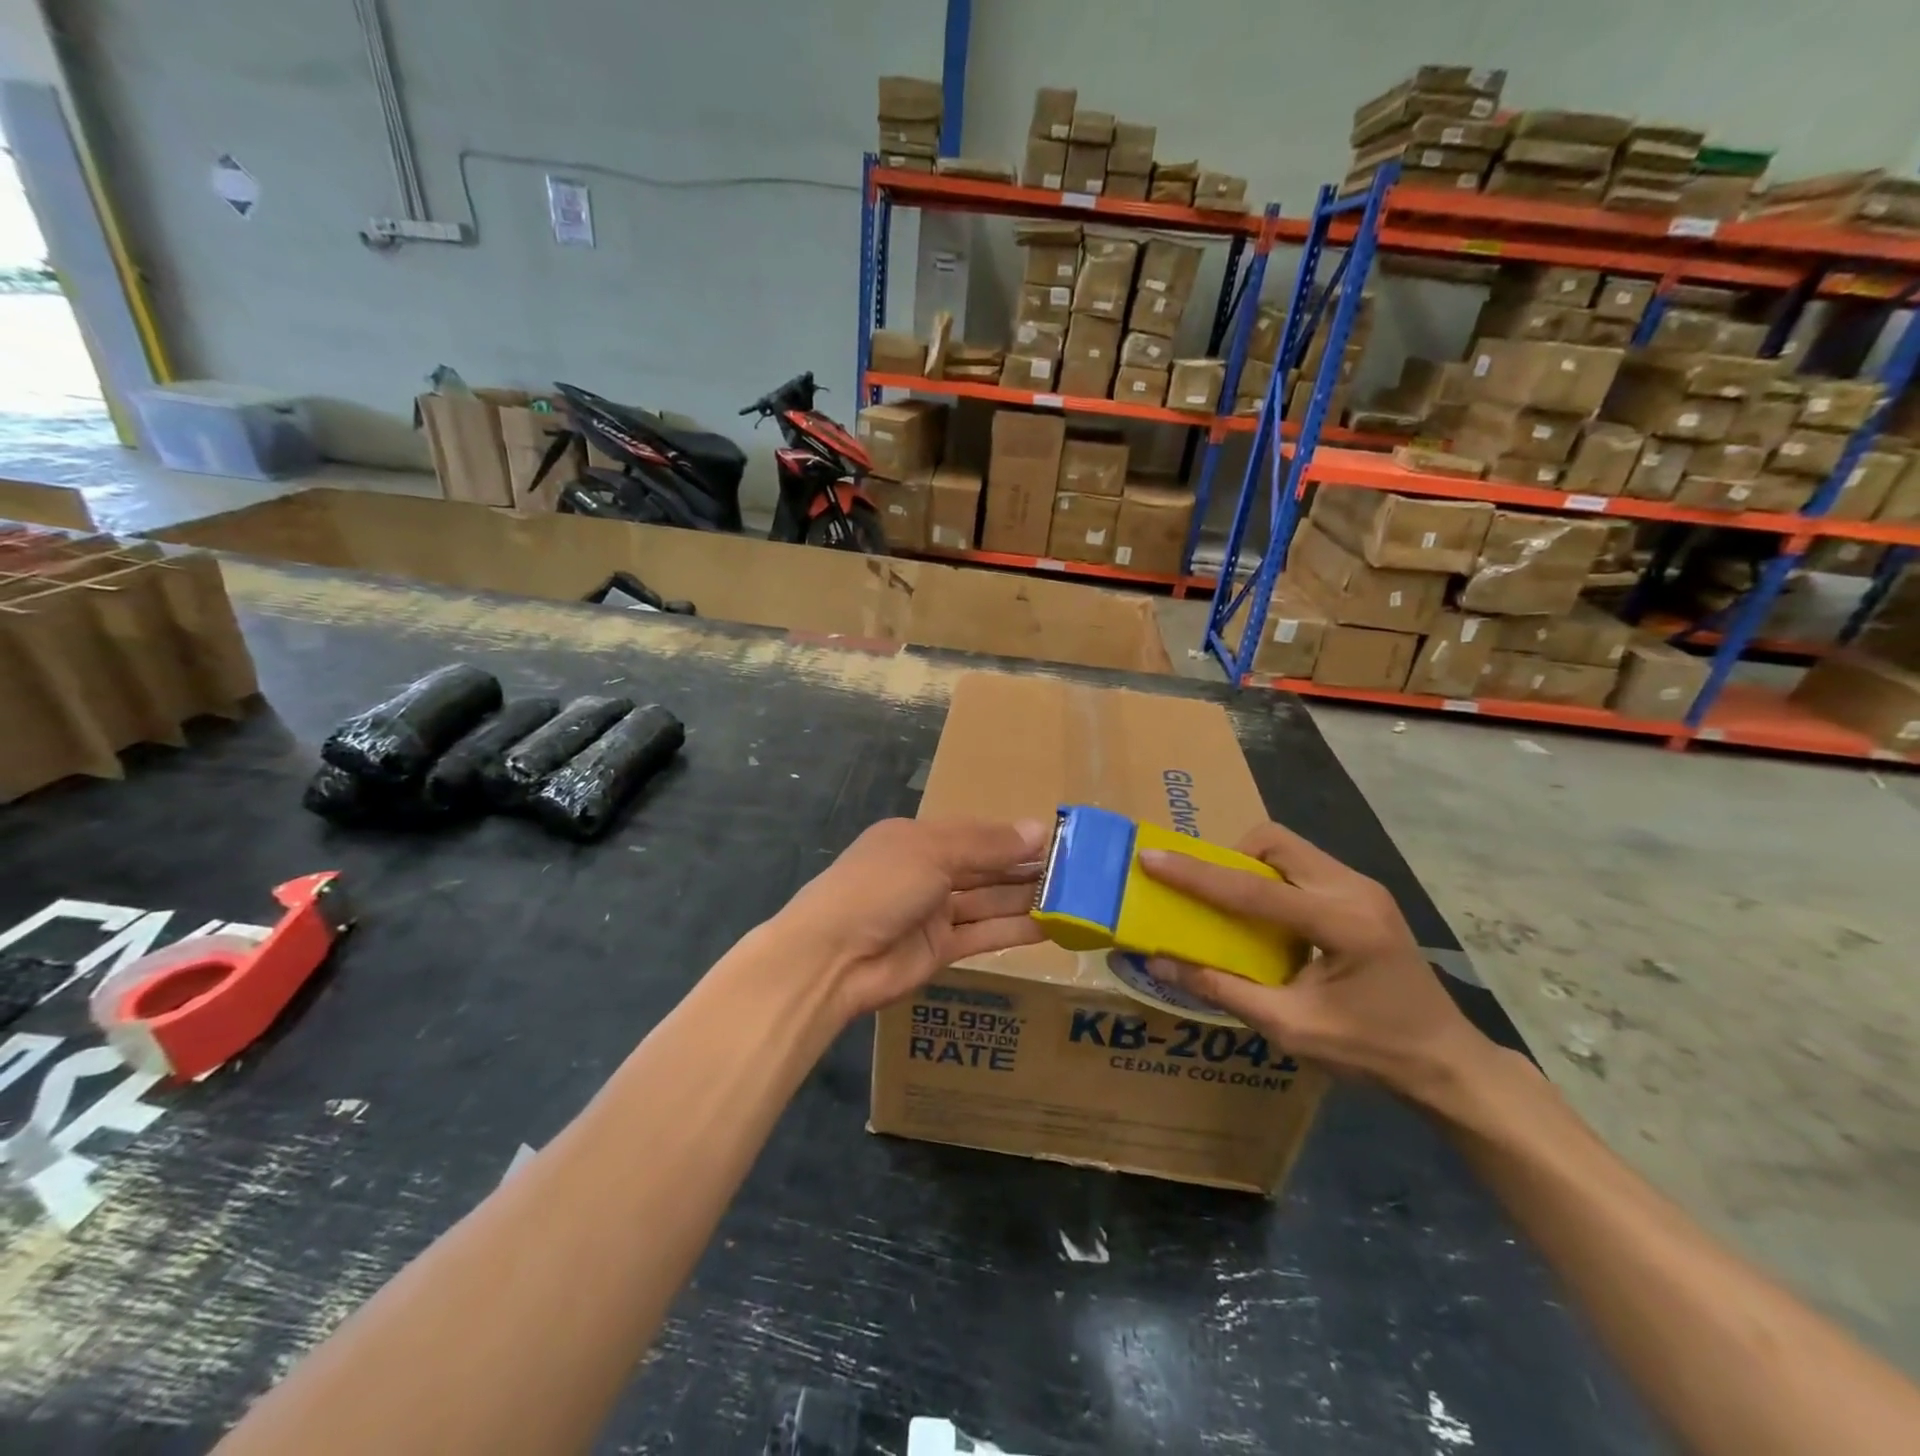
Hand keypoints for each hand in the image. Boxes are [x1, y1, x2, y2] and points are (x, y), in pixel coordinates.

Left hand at [774, 817, 1047, 1021]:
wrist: (833, 957)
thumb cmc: (880, 886)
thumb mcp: (933, 852)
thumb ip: (987, 845)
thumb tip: (1039, 830)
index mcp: (919, 838)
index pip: (976, 834)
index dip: (1013, 838)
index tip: (1057, 841)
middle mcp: (928, 872)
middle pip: (985, 868)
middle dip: (1025, 868)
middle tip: (1076, 872)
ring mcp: (934, 913)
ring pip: (989, 902)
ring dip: (1027, 899)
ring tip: (1074, 898)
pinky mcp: (941, 950)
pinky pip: (985, 934)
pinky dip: (1016, 930)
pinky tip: (1051, 927)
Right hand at [1137, 821, 1488, 1100]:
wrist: (1447, 1063)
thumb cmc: (1371, 1051)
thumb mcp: (1290, 1028)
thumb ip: (1222, 988)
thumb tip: (1159, 962)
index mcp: (1342, 924)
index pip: (1253, 890)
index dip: (1196, 875)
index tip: (1152, 858)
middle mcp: (1355, 890)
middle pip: (1275, 842)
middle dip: (1230, 858)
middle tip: (1207, 894)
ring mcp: (1364, 887)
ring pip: (1289, 848)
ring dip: (1251, 866)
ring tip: (1235, 907)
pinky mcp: (1365, 894)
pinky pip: (1304, 865)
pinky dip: (1273, 879)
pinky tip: (1270, 918)